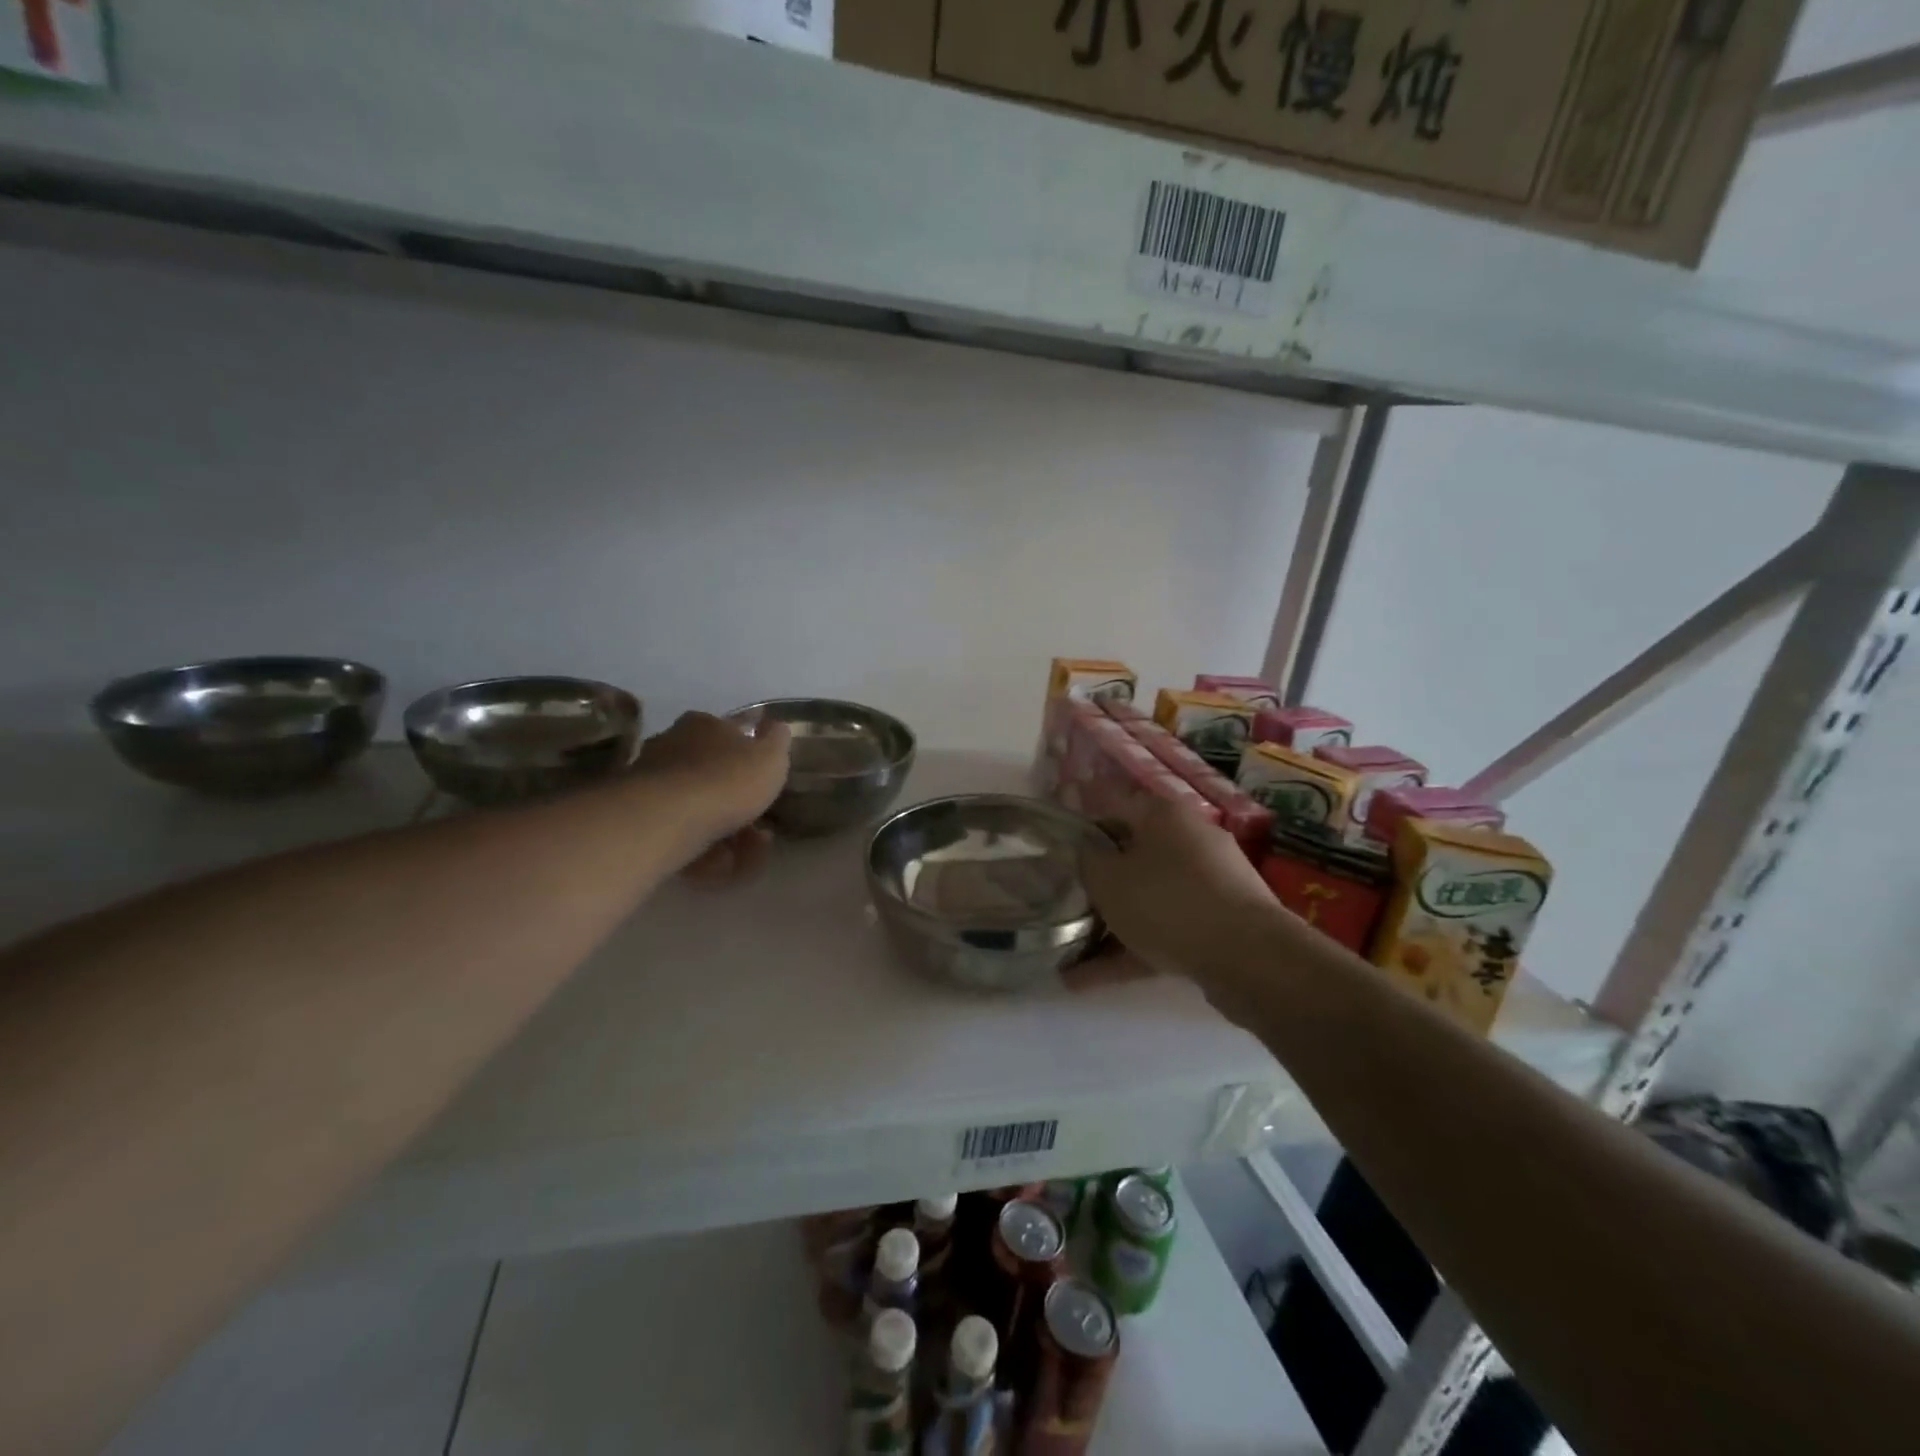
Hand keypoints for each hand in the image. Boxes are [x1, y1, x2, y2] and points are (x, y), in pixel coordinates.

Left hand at [636, 712, 790, 881]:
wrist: (668, 818)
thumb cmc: (726, 780)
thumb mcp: (770, 756)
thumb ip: (777, 741)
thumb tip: (776, 726)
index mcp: (704, 726)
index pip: (731, 734)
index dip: (752, 759)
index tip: (767, 784)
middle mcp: (673, 747)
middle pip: (713, 777)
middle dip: (739, 807)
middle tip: (761, 832)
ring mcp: (653, 785)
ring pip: (699, 811)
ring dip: (727, 837)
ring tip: (746, 858)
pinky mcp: (643, 820)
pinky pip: (682, 837)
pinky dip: (704, 854)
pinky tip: (720, 866)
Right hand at [1079, 797, 1292, 983]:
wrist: (1249, 957)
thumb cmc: (1166, 902)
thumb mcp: (1107, 877)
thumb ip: (1086, 859)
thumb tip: (1085, 850)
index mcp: (1163, 815)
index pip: (1112, 808)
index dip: (1082, 829)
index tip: (1057, 853)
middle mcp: (1190, 840)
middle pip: (1132, 856)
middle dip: (1098, 885)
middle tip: (1066, 904)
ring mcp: (1210, 884)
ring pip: (1149, 900)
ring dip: (1110, 928)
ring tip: (1068, 957)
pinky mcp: (1220, 924)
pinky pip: (1166, 931)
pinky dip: (1132, 952)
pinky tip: (1089, 981)